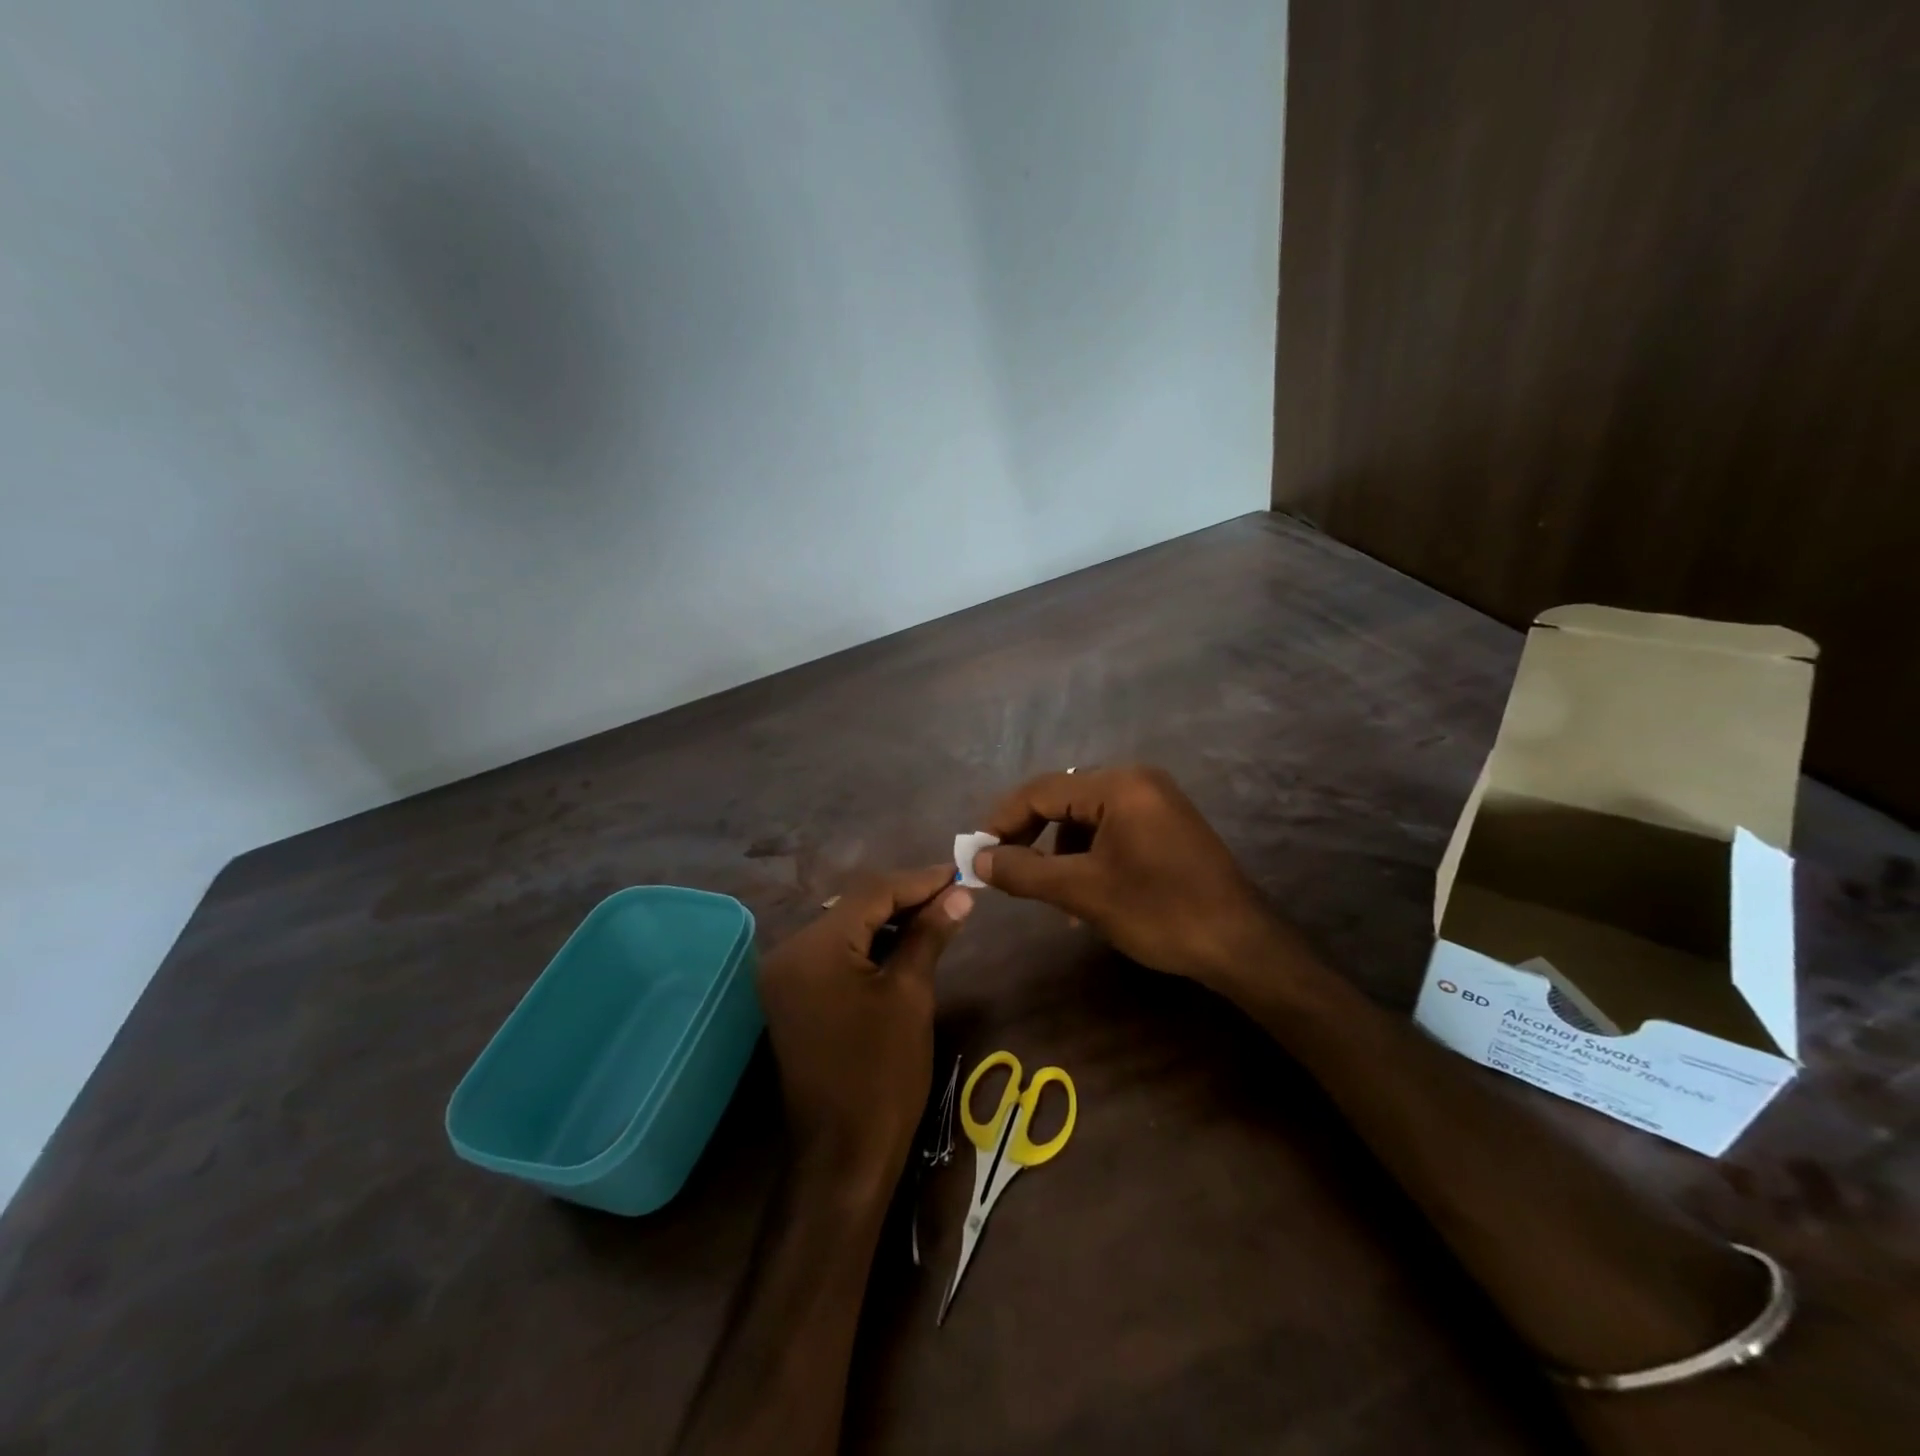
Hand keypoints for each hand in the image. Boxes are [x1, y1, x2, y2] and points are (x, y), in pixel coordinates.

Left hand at [756, 866, 972, 1197]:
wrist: (843, 1157)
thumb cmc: (883, 1074)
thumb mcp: (911, 995)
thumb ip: (929, 934)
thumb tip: (959, 893)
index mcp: (813, 948)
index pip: (871, 892)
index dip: (919, 880)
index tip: (959, 874)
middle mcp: (788, 952)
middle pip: (854, 906)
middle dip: (904, 898)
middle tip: (952, 895)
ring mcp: (785, 976)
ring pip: (844, 927)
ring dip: (887, 920)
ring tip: (936, 915)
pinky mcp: (792, 996)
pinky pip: (833, 954)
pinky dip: (867, 945)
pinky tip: (902, 944)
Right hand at [976, 766, 1289, 987]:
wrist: (1241, 946)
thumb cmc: (1159, 912)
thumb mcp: (1083, 892)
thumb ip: (1025, 871)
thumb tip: (978, 860)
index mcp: (1119, 785)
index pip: (1041, 791)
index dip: (1002, 820)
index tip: (976, 853)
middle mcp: (1137, 780)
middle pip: (1063, 799)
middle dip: (1031, 837)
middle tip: (1004, 871)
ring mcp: (1155, 801)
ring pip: (1085, 818)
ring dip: (1059, 852)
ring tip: (1052, 896)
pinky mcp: (1165, 825)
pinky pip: (1111, 830)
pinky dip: (1088, 857)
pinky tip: (1085, 895)